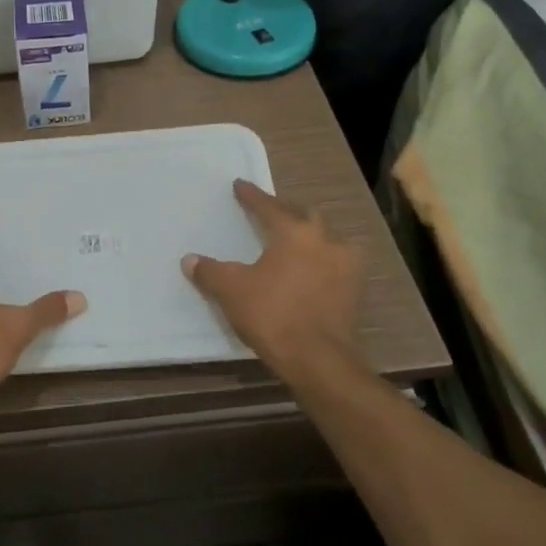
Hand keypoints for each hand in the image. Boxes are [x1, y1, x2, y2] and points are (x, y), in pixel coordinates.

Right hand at [182, 179, 362, 388]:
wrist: (318, 360)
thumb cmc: (273, 315)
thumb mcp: (232, 291)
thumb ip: (210, 272)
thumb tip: (190, 260)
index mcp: (295, 233)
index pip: (269, 206)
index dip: (252, 196)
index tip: (239, 185)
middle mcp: (326, 241)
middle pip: (304, 216)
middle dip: (286, 211)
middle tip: (269, 212)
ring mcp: (346, 266)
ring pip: (326, 239)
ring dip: (310, 236)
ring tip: (293, 242)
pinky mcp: (355, 292)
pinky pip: (335, 265)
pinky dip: (321, 262)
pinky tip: (309, 271)